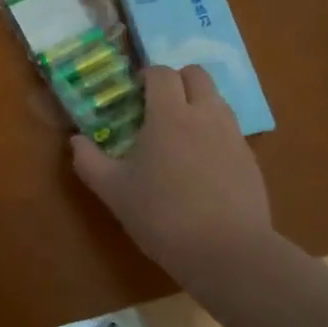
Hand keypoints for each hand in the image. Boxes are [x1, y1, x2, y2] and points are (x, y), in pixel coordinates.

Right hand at [70, 65, 276, 287]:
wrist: (228, 254)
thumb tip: (76, 140)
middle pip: (197, 74)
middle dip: (177, 80)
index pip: (162, 72)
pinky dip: (215, 133)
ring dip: (198, 103)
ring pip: (217, 100)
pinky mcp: (251, 160)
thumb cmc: (163, 216)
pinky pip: (231, 130)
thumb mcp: (113, 191)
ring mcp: (233, 136)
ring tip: (180, 134)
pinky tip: (202, 165)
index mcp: (169, 114)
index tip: (135, 93)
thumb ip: (89, 161)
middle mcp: (205, 115)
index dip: (147, 76)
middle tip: (159, 104)